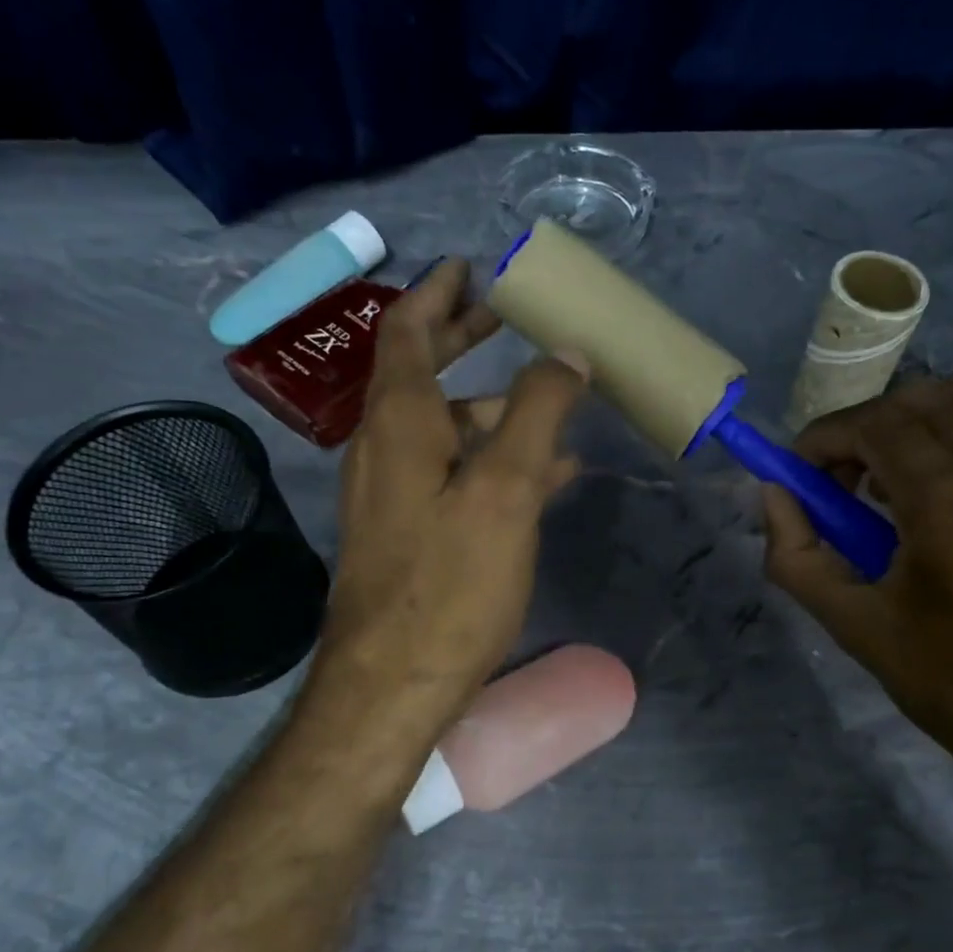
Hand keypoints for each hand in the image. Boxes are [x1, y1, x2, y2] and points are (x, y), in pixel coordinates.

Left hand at [312, 257, 587, 760]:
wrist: (394, 683)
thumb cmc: (449, 582)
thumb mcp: (506, 489)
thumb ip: (538, 413)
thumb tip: (566, 355)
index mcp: (399, 423)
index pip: (407, 332)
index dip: (437, 294)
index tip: (469, 267)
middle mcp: (385, 449)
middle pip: (421, 374)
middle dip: (462, 340)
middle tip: (504, 316)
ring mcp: (393, 494)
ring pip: (444, 428)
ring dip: (492, 407)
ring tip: (551, 404)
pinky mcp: (409, 532)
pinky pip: (453, 473)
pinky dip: (493, 457)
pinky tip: (544, 474)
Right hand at [762, 373, 952, 801]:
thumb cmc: (951, 686)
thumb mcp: (854, 627)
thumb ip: (797, 556)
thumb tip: (774, 496)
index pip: (880, 426)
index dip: (827, 436)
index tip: (801, 470)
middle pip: (924, 398)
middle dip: (866, 425)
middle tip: (841, 478)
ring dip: (915, 420)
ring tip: (891, 478)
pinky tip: (939, 495)